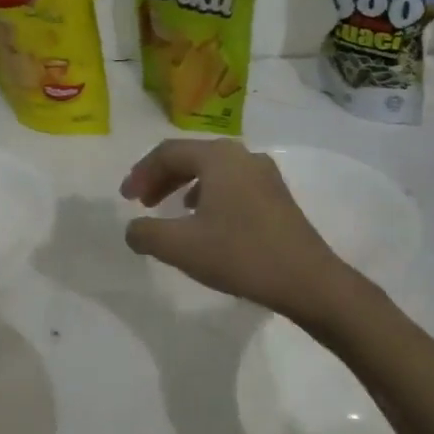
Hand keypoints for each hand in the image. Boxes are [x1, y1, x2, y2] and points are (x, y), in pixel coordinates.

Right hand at [120, 139, 352, 321]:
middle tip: (142, 202)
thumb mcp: (180, 247)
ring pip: (213, 171)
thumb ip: (146, 233)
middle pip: (191, 157)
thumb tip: (134, 228)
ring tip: (171, 210)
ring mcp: (264, 175)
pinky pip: (232, 184)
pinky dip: (209, 195)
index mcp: (218, 157)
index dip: (141, 173)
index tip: (125, 199)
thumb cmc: (240, 255)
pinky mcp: (277, 196)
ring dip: (184, 186)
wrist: (308, 281)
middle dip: (161, 177)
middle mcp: (242, 156)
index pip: (167, 153)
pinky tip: (206, 220)